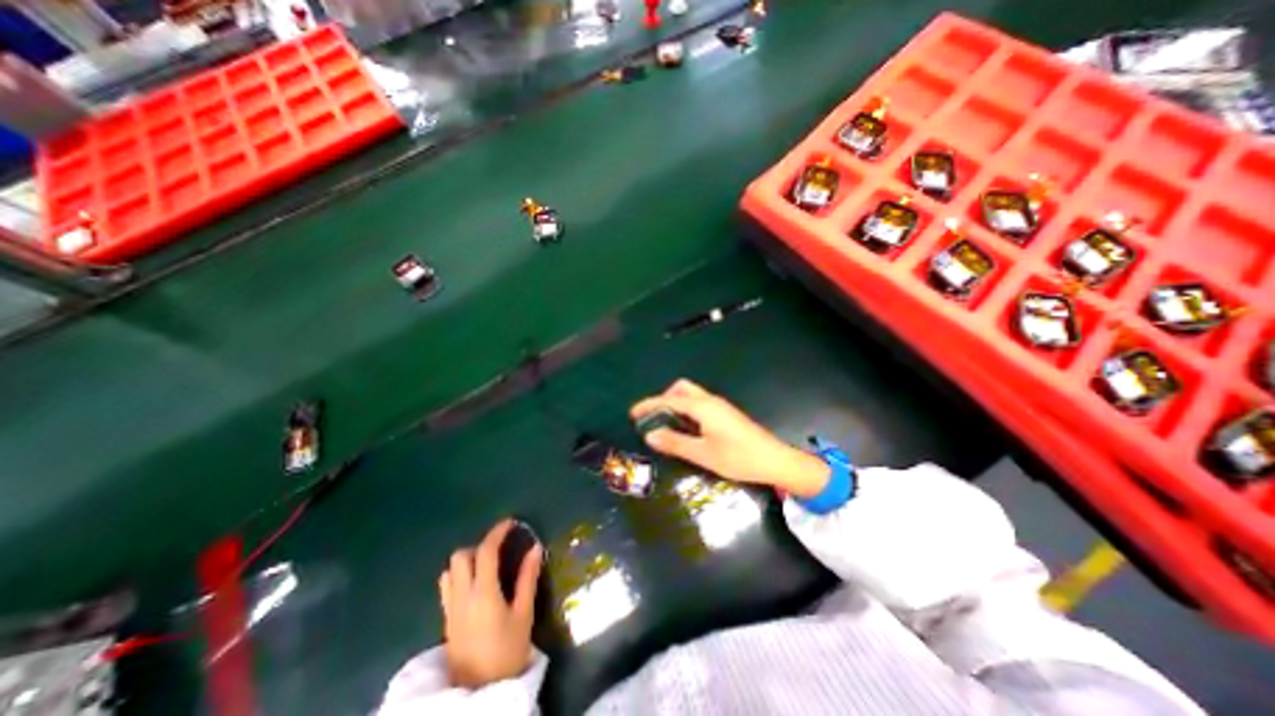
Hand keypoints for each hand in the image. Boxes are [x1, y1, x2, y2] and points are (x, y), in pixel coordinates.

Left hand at [442, 519, 538, 690]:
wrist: (480, 692)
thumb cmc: (508, 651)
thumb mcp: (524, 614)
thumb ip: (528, 578)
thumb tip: (535, 548)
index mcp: (483, 593)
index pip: (485, 551)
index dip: (497, 532)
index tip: (511, 523)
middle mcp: (462, 596)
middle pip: (461, 556)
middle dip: (480, 545)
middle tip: (500, 548)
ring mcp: (450, 608)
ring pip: (450, 570)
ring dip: (467, 559)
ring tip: (487, 564)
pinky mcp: (446, 619)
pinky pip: (447, 586)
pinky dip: (459, 574)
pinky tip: (475, 582)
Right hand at [633, 379, 832, 496]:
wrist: (775, 460)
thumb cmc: (738, 458)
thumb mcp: (703, 454)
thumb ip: (675, 442)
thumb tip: (650, 435)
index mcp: (703, 406)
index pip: (669, 399)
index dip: (649, 405)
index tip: (633, 413)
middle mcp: (710, 400)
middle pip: (682, 388)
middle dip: (664, 398)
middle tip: (655, 418)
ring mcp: (720, 406)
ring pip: (691, 395)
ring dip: (676, 404)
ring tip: (667, 425)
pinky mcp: (726, 413)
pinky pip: (700, 404)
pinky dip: (687, 410)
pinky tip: (687, 429)